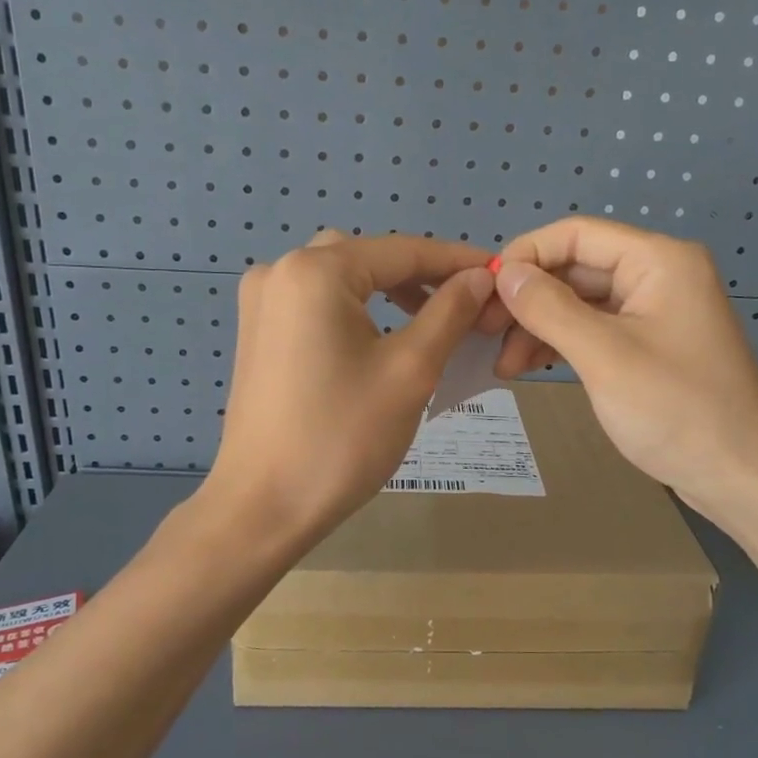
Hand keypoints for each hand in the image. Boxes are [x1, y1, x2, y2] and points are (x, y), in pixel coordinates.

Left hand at [204, 231, 496, 546]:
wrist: (264, 507)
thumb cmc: (342, 438)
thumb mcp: (410, 371)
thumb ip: (449, 313)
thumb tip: (480, 277)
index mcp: (315, 271)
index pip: (402, 250)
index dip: (456, 261)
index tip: (501, 274)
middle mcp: (279, 271)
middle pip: (368, 258)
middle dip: (420, 277)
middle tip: (466, 305)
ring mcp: (261, 303)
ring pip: (341, 279)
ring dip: (387, 292)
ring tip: (430, 321)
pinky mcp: (256, 333)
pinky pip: (316, 304)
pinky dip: (354, 310)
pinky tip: (380, 339)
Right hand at [491, 217, 757, 510]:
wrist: (738, 476)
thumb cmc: (675, 410)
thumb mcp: (604, 356)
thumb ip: (550, 308)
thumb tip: (504, 274)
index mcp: (658, 261)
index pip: (576, 234)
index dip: (525, 255)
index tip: (484, 292)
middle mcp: (658, 275)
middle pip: (576, 268)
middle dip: (528, 298)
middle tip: (484, 333)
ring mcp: (655, 312)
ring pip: (581, 302)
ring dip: (539, 327)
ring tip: (503, 364)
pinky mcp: (649, 345)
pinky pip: (595, 330)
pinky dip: (561, 344)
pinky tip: (527, 366)